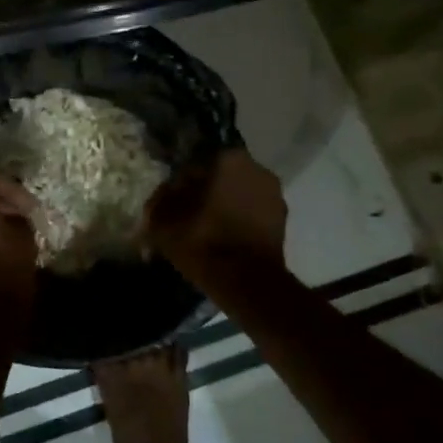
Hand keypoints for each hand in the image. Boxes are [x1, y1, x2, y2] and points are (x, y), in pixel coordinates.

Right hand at [145, 150, 287, 269]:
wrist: (247, 282)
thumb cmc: (203, 241)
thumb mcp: (163, 220)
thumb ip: (159, 199)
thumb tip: (164, 193)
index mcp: (227, 159)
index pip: (195, 164)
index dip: (180, 183)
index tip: (171, 201)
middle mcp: (256, 168)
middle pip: (220, 176)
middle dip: (205, 191)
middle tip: (187, 214)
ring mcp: (274, 194)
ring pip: (238, 194)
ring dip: (224, 205)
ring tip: (206, 228)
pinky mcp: (283, 220)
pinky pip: (253, 213)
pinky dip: (240, 221)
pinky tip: (224, 238)